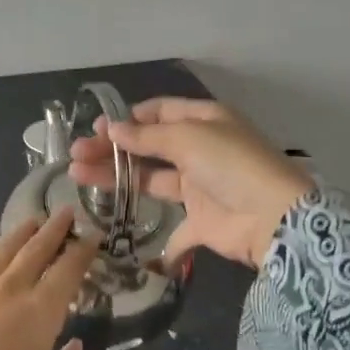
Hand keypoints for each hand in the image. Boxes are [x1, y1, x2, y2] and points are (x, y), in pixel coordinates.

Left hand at [0, 211, 96, 349]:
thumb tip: (75, 346)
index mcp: (40, 311)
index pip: (67, 270)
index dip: (82, 250)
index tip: (92, 234)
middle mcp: (8, 291)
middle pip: (34, 251)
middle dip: (53, 230)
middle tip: (64, 212)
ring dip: (16, 235)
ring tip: (29, 222)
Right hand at [69, 97, 312, 268]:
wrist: (274, 218)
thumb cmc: (230, 165)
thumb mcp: (188, 138)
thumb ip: (147, 136)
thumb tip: (113, 128)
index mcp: (203, 121)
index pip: (159, 112)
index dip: (128, 119)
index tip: (97, 129)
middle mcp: (200, 150)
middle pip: (147, 146)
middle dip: (111, 149)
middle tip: (75, 154)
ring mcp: (199, 186)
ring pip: (150, 179)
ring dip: (116, 177)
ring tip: (77, 175)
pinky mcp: (201, 222)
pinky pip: (174, 229)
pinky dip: (157, 237)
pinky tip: (122, 230)